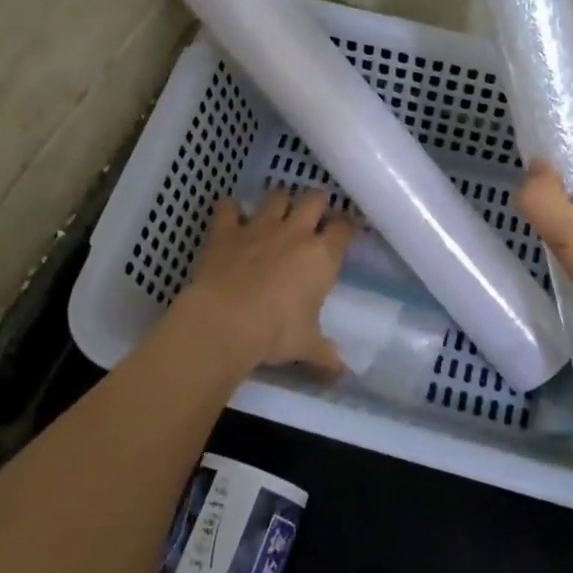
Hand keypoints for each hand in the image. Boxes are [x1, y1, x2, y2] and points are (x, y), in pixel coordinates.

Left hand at [173, 189, 353, 376]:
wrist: (225, 321)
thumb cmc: (275, 333)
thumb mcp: (307, 347)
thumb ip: (326, 356)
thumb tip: (342, 375)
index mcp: (322, 257)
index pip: (343, 229)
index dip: (347, 226)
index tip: (346, 231)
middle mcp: (295, 233)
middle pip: (314, 199)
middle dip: (317, 202)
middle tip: (315, 214)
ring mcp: (259, 227)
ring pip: (276, 196)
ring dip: (279, 200)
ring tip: (278, 210)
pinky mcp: (227, 231)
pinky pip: (228, 207)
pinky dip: (231, 208)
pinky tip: (231, 214)